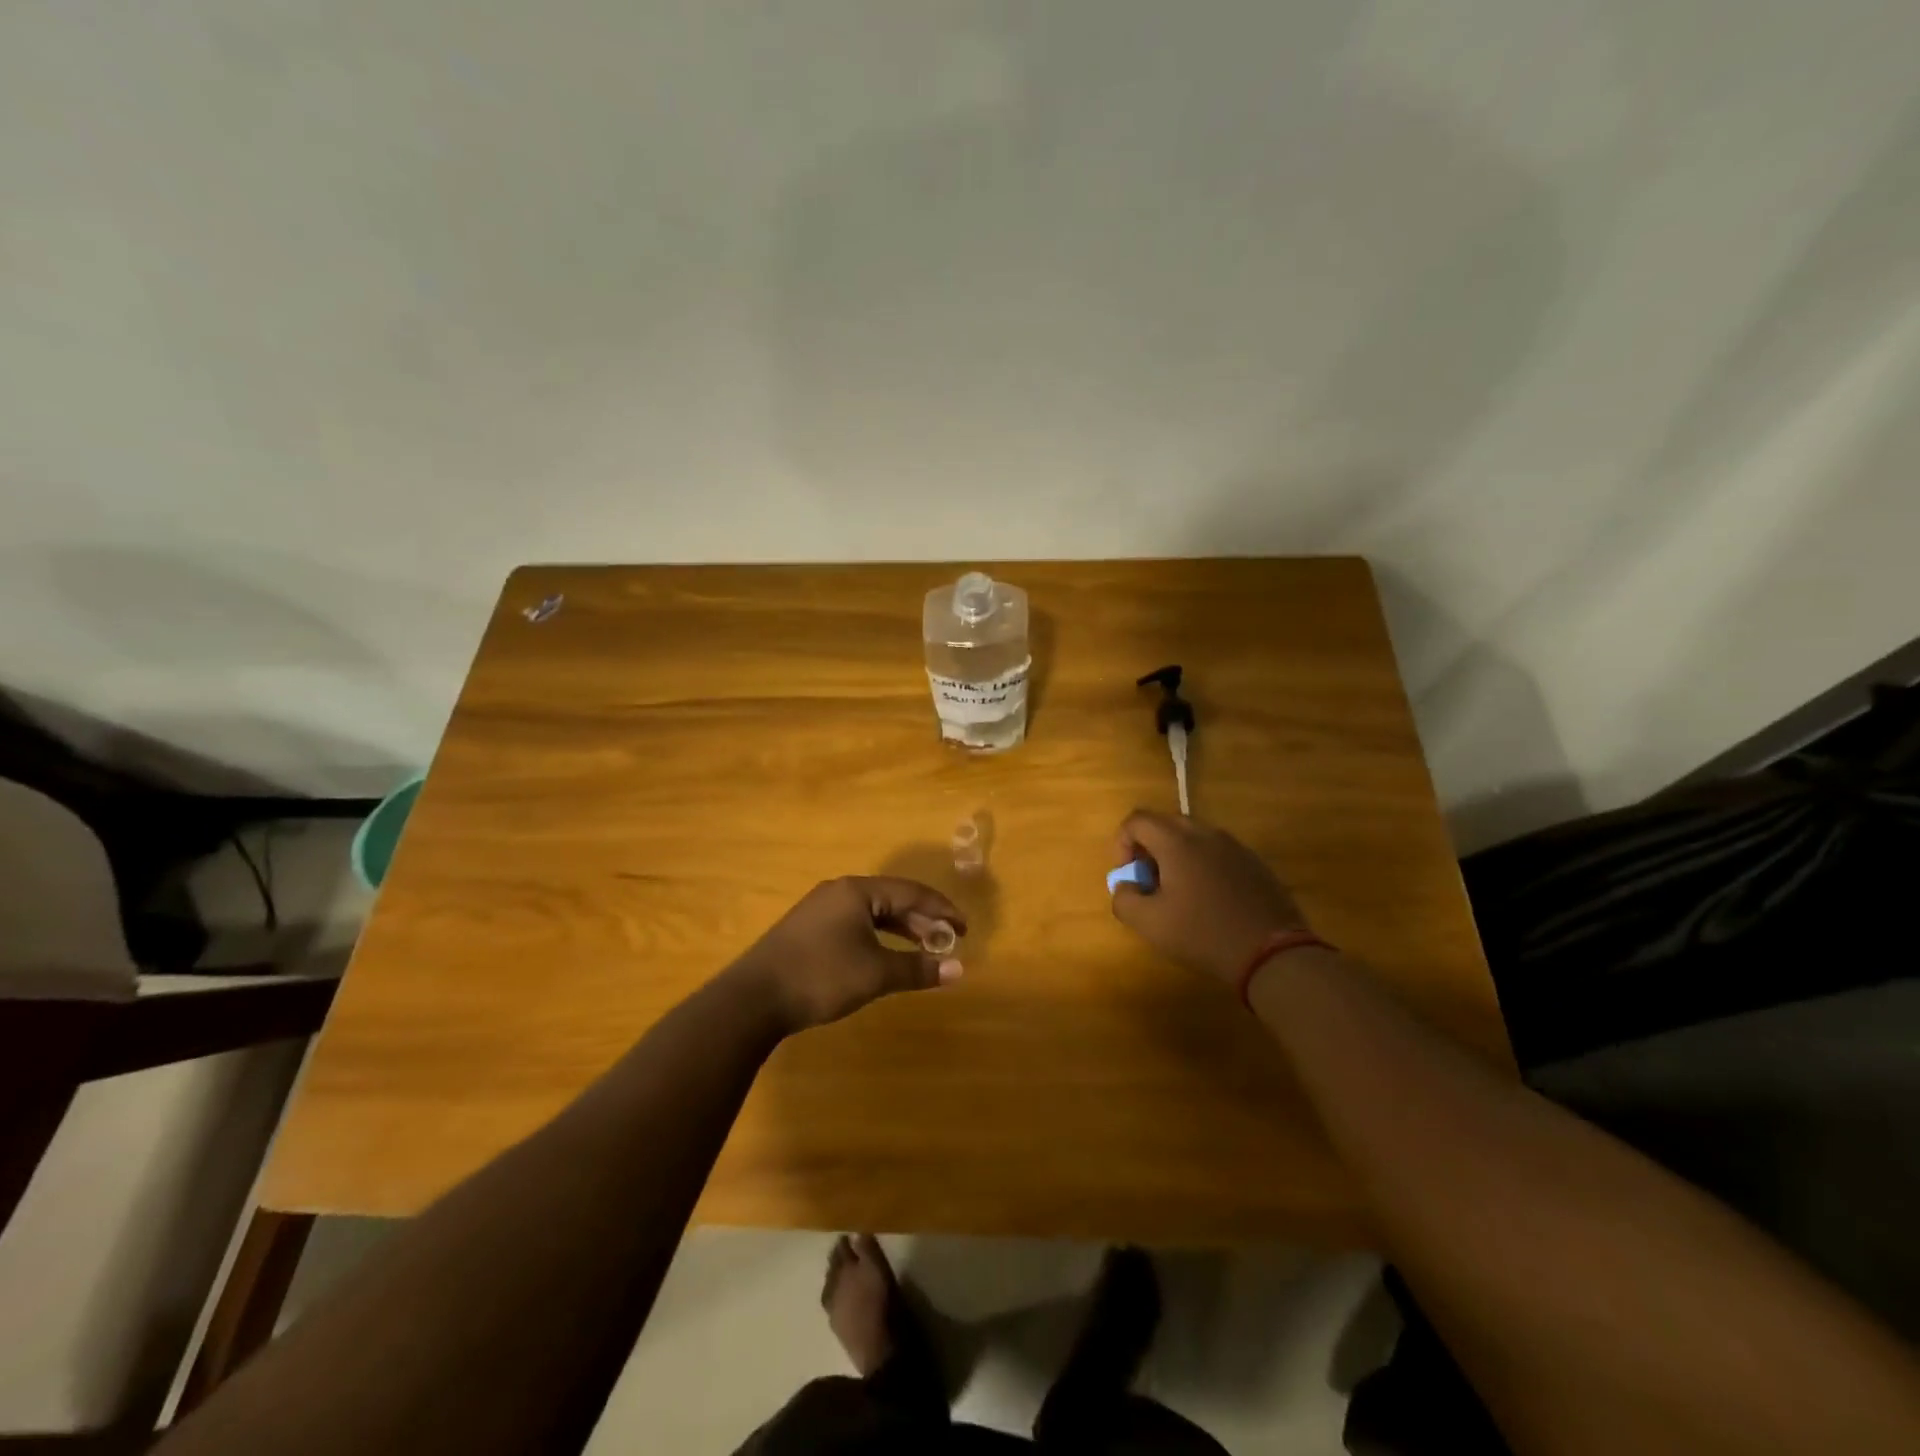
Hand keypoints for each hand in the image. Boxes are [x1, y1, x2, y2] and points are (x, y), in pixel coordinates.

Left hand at [729, 876, 966, 1033]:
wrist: (752, 999)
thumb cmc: (821, 976)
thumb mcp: (875, 973)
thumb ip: (917, 969)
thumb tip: (958, 969)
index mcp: (857, 891)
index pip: (911, 892)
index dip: (942, 909)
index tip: (965, 928)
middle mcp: (839, 891)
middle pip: (892, 899)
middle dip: (922, 920)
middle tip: (948, 940)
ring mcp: (819, 910)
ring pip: (872, 913)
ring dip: (900, 930)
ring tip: (923, 950)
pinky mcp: (807, 930)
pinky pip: (855, 924)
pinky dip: (878, 938)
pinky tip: (884, 958)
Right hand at [1110, 810, 1308, 983]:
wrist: (1272, 952)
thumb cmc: (1203, 934)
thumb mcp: (1150, 924)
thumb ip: (1124, 899)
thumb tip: (1126, 885)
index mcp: (1177, 842)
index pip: (1137, 820)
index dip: (1121, 842)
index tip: (1127, 873)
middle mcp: (1206, 834)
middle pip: (1165, 823)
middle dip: (1148, 847)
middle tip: (1148, 880)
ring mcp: (1234, 846)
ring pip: (1193, 837)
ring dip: (1175, 855)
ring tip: (1177, 891)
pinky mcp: (1254, 862)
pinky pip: (1217, 852)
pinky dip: (1202, 864)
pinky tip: (1209, 899)